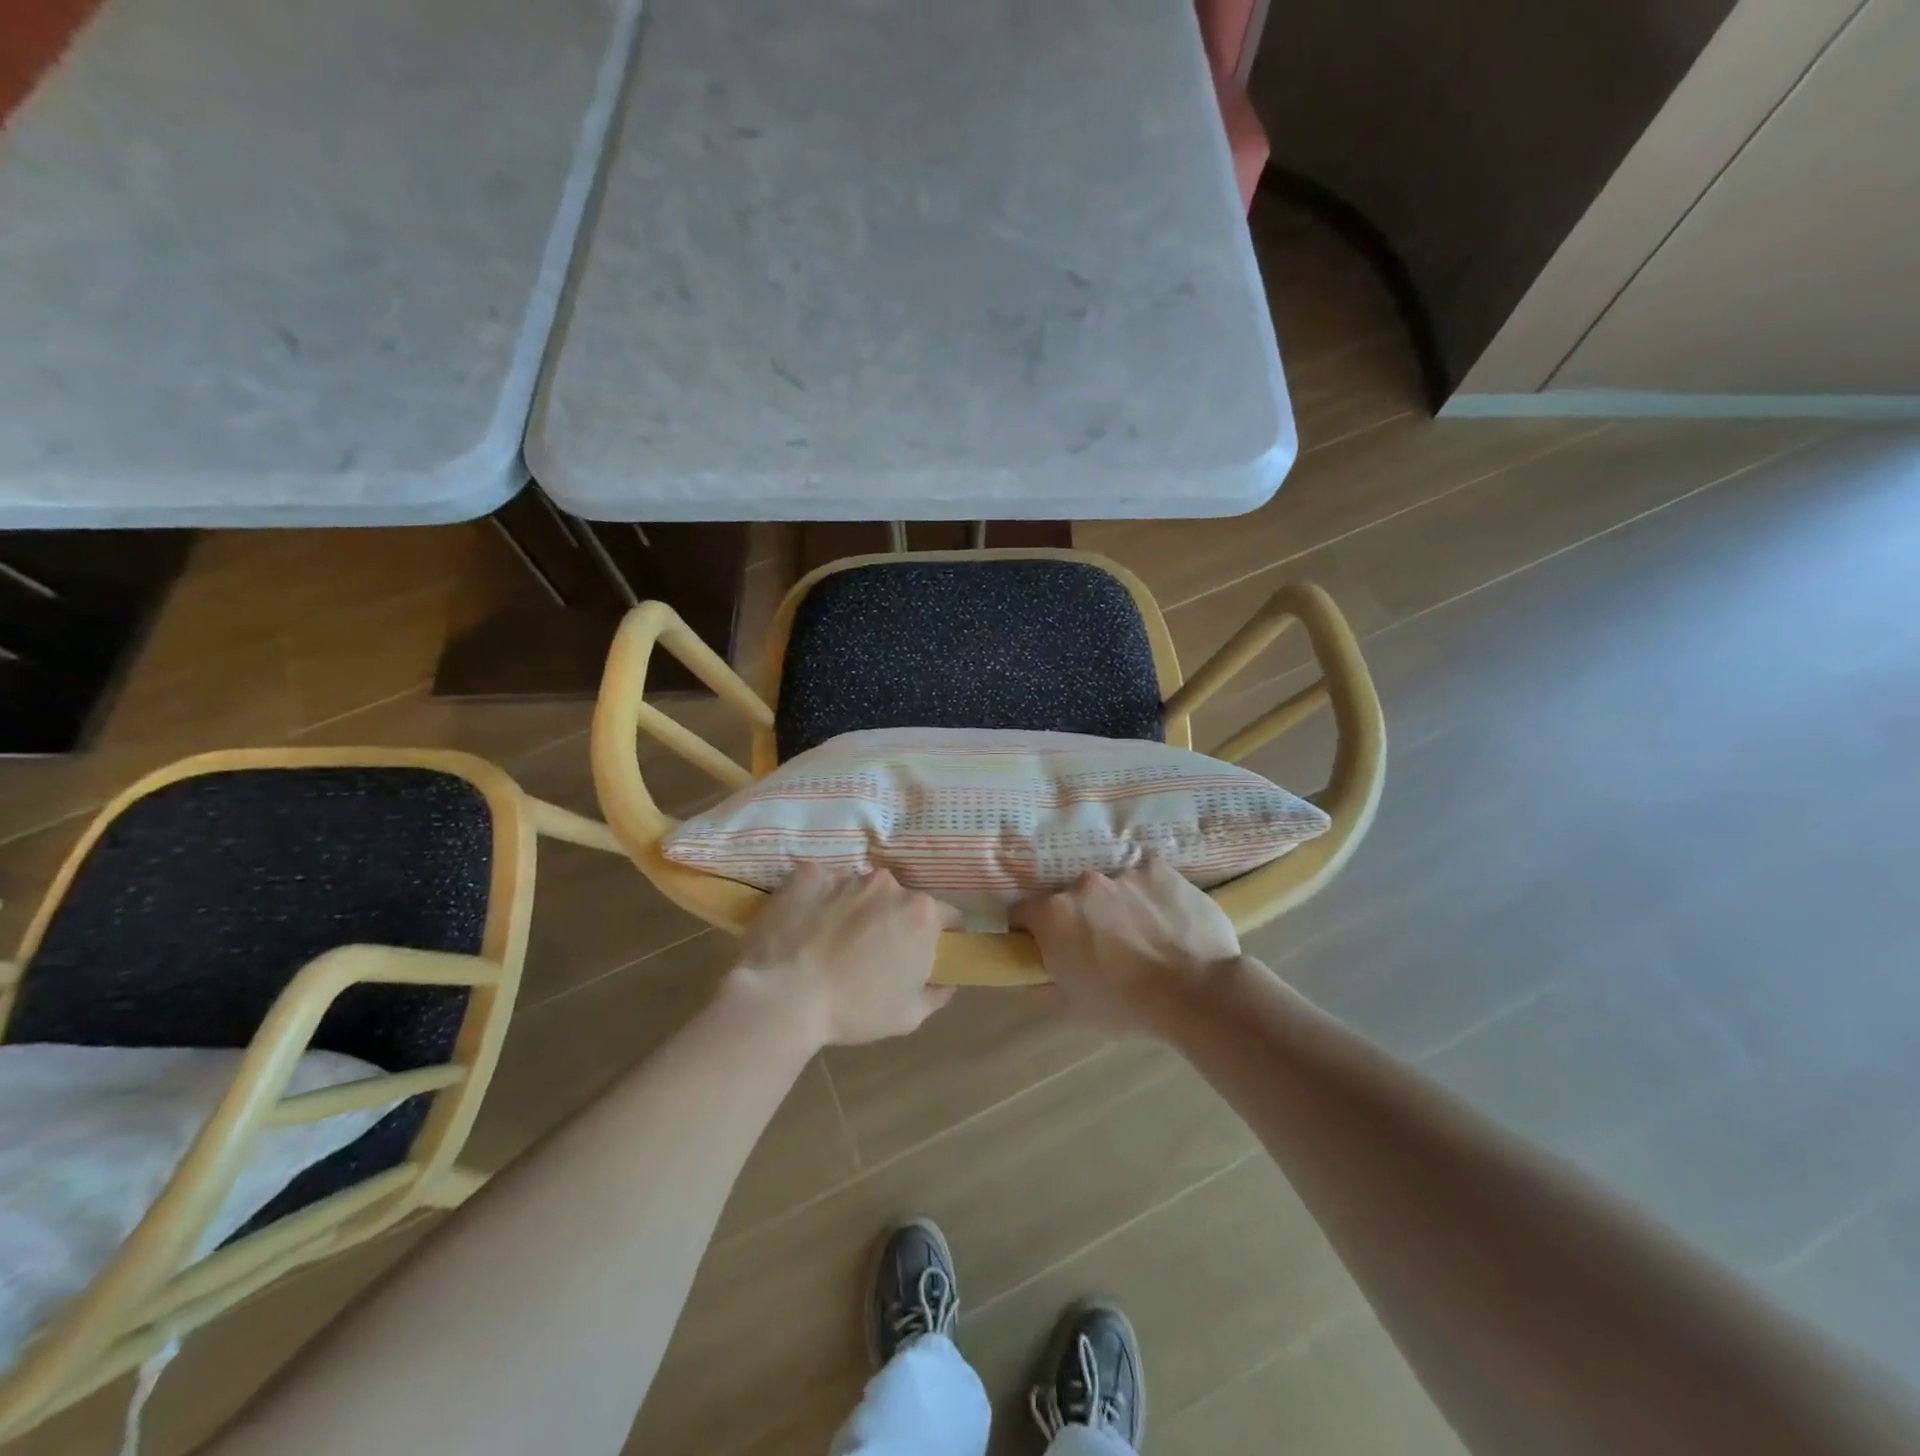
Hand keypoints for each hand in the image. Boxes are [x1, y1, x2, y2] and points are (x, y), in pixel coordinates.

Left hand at [730, 864, 955, 1047]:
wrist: (782, 998)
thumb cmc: (853, 1010)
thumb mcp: (909, 1016)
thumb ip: (936, 993)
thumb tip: (945, 980)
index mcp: (920, 913)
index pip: (946, 915)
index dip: (939, 935)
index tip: (923, 953)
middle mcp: (888, 884)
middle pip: (898, 900)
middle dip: (891, 920)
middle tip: (870, 952)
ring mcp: (846, 876)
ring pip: (859, 890)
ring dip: (853, 909)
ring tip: (829, 942)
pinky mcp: (808, 875)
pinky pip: (820, 884)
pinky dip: (817, 901)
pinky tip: (804, 928)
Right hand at [1011, 856, 1241, 1035]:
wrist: (1196, 992)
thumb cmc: (1126, 1005)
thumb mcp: (1071, 1009)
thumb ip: (1041, 986)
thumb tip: (1032, 975)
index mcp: (1053, 914)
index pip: (1022, 911)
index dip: (1029, 930)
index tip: (1045, 947)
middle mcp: (1082, 884)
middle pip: (1069, 896)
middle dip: (1078, 917)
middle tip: (1100, 946)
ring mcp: (1123, 872)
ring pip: (1110, 886)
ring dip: (1115, 905)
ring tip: (1141, 935)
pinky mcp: (1159, 868)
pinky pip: (1146, 877)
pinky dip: (1149, 894)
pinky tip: (1166, 919)